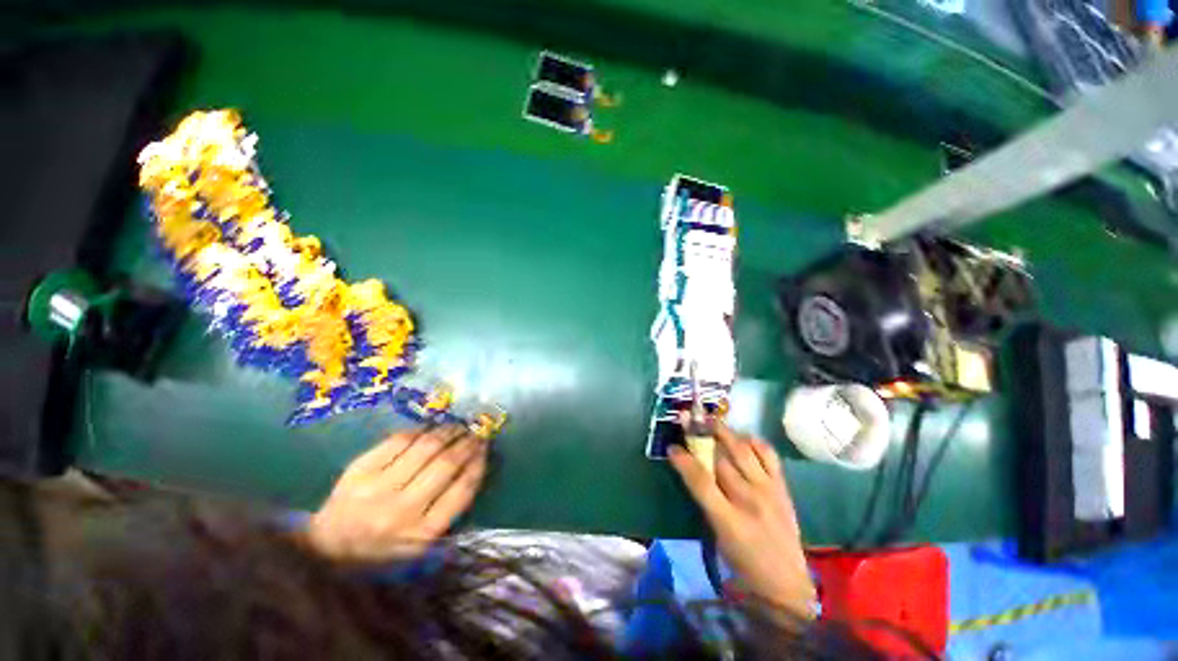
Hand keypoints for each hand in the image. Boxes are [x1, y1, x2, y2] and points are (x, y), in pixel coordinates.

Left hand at [305, 425, 489, 561]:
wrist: (325, 550)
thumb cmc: (380, 552)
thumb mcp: (419, 546)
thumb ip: (447, 512)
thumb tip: (473, 467)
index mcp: (421, 535)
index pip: (462, 490)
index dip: (479, 463)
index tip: (486, 448)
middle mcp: (401, 511)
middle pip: (446, 464)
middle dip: (468, 443)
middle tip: (477, 432)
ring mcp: (377, 489)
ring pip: (425, 447)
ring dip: (449, 431)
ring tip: (459, 426)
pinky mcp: (359, 471)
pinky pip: (398, 441)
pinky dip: (420, 430)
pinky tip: (430, 427)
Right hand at [668, 423, 814, 615]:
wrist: (786, 582)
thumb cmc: (743, 562)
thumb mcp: (717, 535)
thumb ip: (706, 500)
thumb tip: (693, 467)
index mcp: (728, 520)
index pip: (701, 481)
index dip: (684, 460)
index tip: (672, 447)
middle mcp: (749, 501)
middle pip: (720, 460)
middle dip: (701, 437)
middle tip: (690, 422)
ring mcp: (769, 491)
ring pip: (742, 451)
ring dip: (725, 432)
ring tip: (712, 420)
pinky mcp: (783, 488)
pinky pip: (769, 455)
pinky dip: (755, 441)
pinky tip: (744, 436)